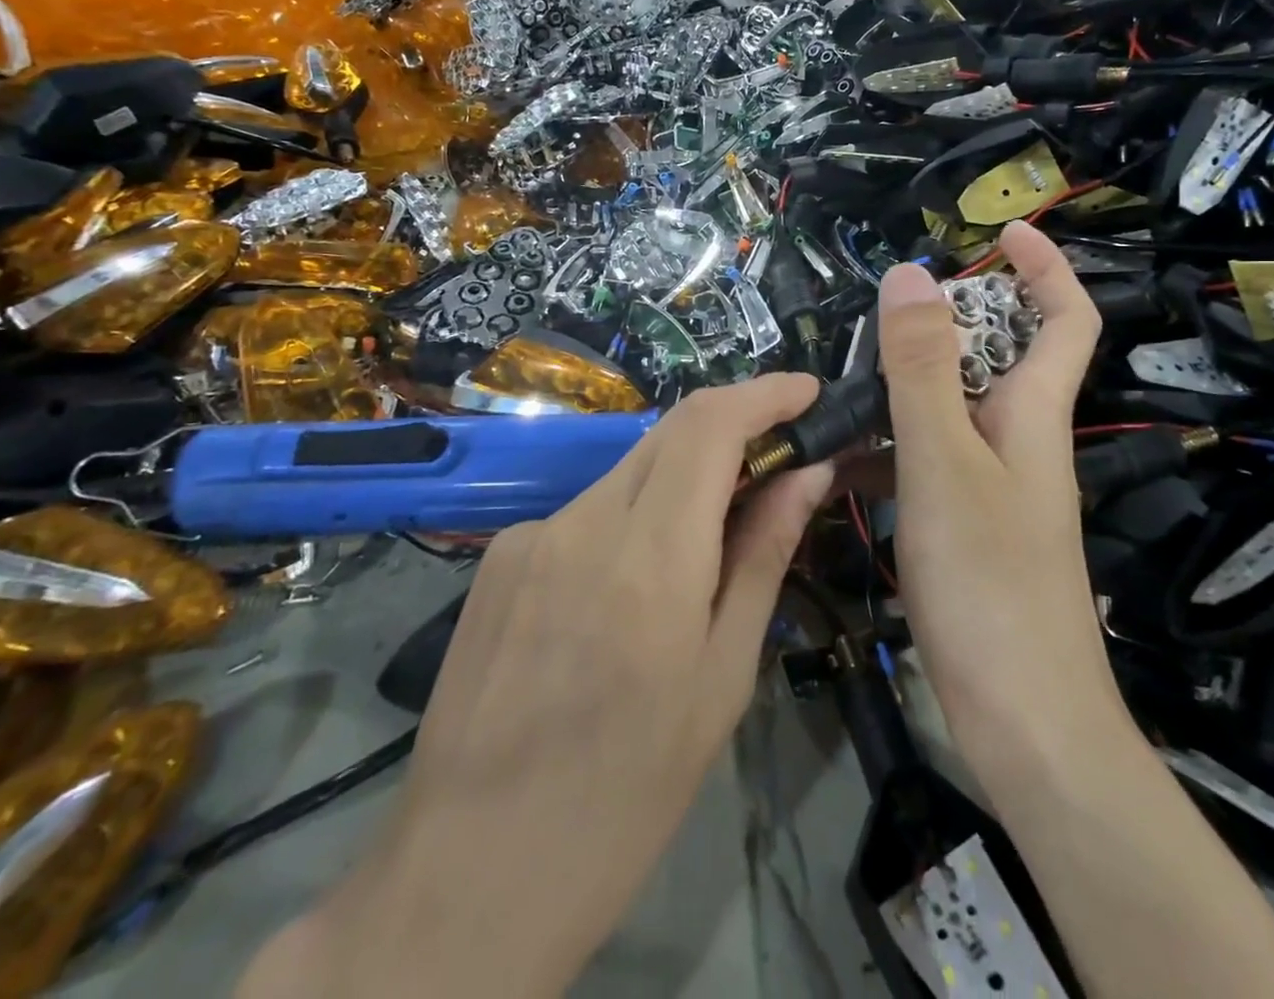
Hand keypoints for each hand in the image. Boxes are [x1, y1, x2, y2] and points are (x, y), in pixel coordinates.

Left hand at [275, 377, 833, 998]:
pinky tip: (630, 590)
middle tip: (779, 460)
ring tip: (708, 543)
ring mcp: (530, 535)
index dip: (765, 393)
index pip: (710, 425)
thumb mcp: (721, 679)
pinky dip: (631, 519)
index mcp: (649, 560)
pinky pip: (586, 512)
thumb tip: (807, 472)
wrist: (466, 880)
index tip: (808, 393)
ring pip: (629, 471)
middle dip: (733, 428)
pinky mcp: (498, 557)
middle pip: (671, 432)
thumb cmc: (626, 795)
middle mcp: (582, 523)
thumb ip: (763, 555)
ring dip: (682, 481)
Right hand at [877, 221, 1122, 788]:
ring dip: (907, 383)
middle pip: (997, 357)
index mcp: (1034, 413)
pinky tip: (838, 455)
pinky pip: (926, 459)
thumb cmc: (990, 582)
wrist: (1022, 722)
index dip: (1045, 267)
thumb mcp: (943, 462)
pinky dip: (888, 444)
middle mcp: (1020, 440)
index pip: (1065, 320)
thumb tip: (911, 274)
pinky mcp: (965, 525)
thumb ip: (923, 369)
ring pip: (952, 408)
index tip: (1002, 229)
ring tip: (844, 376)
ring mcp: (992, 485)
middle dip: (950, 320)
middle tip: (884, 311)